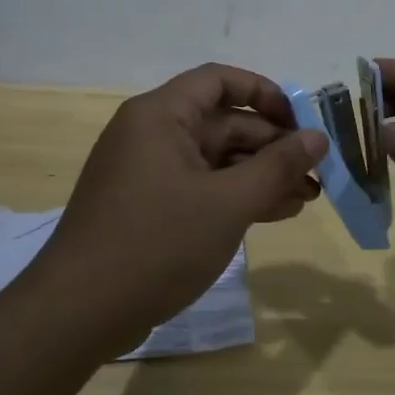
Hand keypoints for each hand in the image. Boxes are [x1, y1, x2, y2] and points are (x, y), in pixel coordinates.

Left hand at [26, 63, 327, 357]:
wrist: (78, 313)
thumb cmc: (156, 244)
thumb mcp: (227, 204)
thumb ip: (277, 167)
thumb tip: (317, 136)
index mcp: (160, 115)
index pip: (219, 81)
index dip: (264, 93)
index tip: (300, 122)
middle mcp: (152, 134)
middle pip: (222, 123)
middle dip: (272, 147)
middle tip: (315, 174)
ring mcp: (149, 172)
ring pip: (215, 159)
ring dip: (260, 175)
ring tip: (305, 199)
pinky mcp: (149, 207)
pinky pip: (201, 187)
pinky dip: (235, 196)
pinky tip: (274, 214)